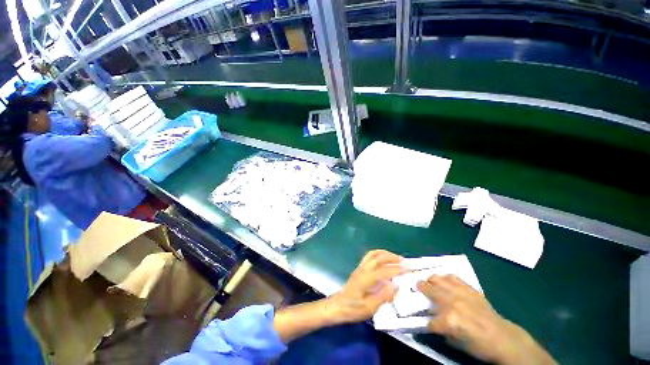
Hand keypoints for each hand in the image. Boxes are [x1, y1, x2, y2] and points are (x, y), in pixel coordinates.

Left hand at [327, 250, 407, 323]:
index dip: (396, 269)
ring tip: (397, 258)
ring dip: (386, 254)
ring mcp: (360, 267)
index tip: (408, 269)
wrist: (338, 306)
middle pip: (378, 257)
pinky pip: (370, 256)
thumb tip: (396, 285)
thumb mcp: (369, 308)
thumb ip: (383, 296)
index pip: (383, 270)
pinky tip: (385, 260)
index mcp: (366, 279)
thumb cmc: (353, 309)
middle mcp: (363, 269)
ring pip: (373, 254)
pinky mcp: (359, 269)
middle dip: (392, 258)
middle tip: (405, 262)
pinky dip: (379, 255)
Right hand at [417, 275, 555, 364]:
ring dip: (431, 279)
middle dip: (421, 289)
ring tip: (427, 280)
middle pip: (431, 291)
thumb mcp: (456, 342)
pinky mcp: (470, 289)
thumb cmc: (478, 344)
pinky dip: (446, 277)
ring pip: (440, 280)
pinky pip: (454, 278)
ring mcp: (462, 294)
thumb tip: (431, 319)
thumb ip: (441, 329)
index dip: (425, 321)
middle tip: (416, 286)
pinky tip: (442, 278)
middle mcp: (453, 303)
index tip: (421, 319)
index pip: (429, 320)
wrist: (502, 338)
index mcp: (449, 320)